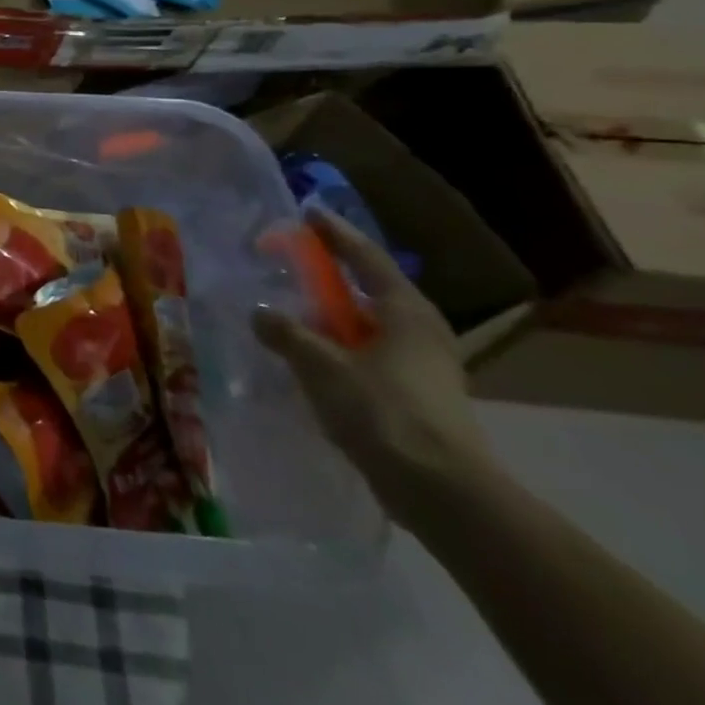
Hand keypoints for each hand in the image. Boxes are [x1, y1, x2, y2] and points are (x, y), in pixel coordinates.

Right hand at [252, 209, 493, 525]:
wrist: (443, 492)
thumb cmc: (383, 413)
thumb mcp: (322, 366)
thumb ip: (287, 334)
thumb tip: (261, 312)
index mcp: (405, 311)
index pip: (365, 258)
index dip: (335, 234)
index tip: (309, 212)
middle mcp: (421, 331)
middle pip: (371, 290)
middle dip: (332, 277)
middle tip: (293, 264)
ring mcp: (424, 366)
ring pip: (369, 326)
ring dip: (334, 317)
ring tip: (294, 312)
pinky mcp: (418, 397)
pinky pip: (369, 356)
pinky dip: (340, 348)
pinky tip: (313, 359)